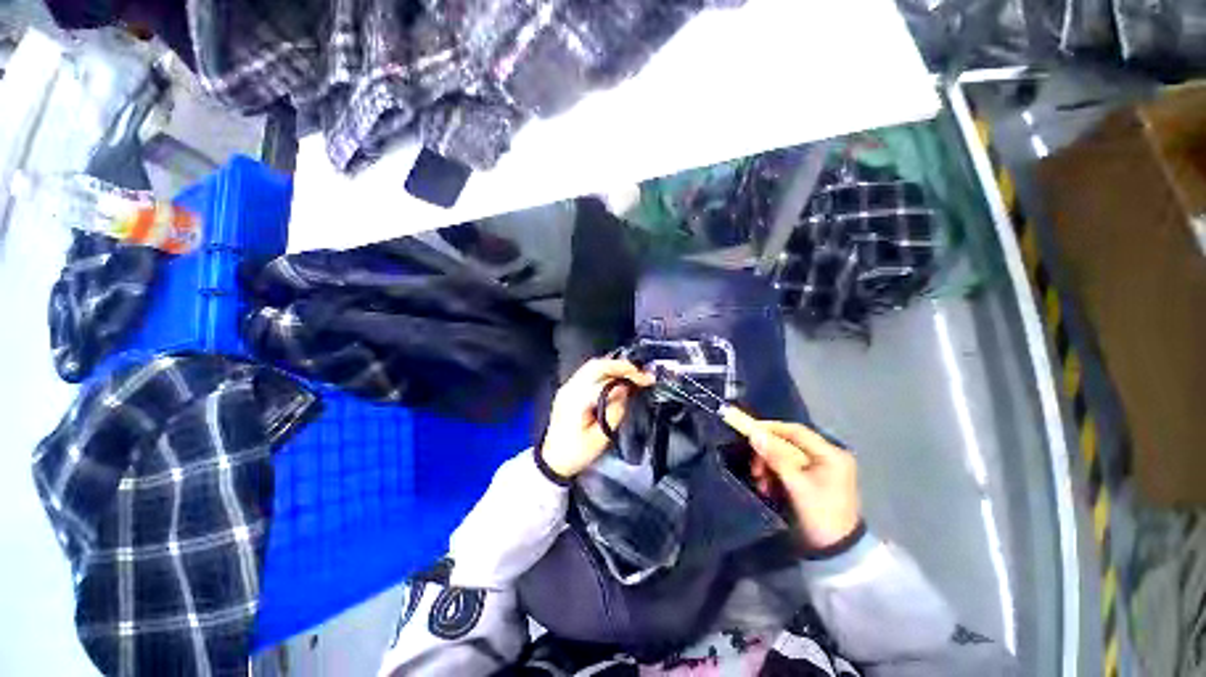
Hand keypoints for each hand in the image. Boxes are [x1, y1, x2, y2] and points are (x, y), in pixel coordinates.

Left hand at [540, 359, 654, 478]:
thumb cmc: (576, 452)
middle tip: (640, 373)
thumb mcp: (601, 437)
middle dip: (621, 365)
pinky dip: (605, 371)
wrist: (552, 461)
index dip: (627, 375)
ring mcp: (567, 387)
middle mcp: (570, 388)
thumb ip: (615, 410)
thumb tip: (626, 389)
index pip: (605, 379)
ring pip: (592, 366)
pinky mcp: (569, 390)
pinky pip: (588, 372)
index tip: (645, 379)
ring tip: (632, 373)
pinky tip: (616, 377)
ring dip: (614, 367)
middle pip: (596, 365)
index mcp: (576, 400)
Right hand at [748, 421, 861, 549]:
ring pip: (786, 456)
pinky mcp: (814, 479)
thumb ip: (775, 457)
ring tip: (761, 483)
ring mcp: (822, 468)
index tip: (750, 430)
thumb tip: (754, 434)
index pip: (797, 431)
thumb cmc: (820, 515)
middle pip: (789, 444)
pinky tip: (768, 488)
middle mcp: (828, 456)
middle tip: (754, 468)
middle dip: (768, 454)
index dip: (772, 428)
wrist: (836, 552)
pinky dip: (776, 475)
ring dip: (769, 467)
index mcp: (831, 454)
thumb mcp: (796, 485)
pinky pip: (789, 468)